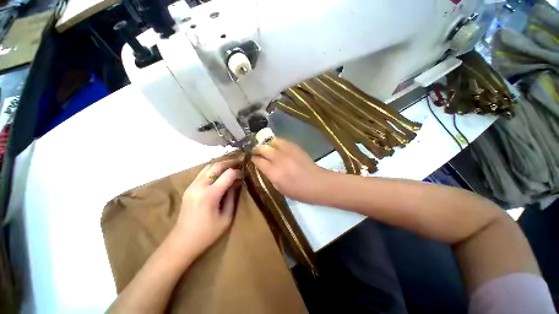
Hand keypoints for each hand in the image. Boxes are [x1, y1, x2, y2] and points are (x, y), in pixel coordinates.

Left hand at [174, 159, 241, 256]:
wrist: (182, 242)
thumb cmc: (207, 233)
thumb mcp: (227, 218)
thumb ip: (232, 197)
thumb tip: (236, 183)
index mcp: (210, 195)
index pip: (228, 174)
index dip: (238, 172)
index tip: (244, 175)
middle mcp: (199, 187)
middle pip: (216, 166)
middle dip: (230, 162)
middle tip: (240, 161)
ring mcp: (192, 186)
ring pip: (208, 167)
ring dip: (221, 164)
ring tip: (231, 165)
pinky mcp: (189, 188)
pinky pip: (203, 173)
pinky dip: (213, 169)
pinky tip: (220, 173)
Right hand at [252, 138, 330, 203]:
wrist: (318, 183)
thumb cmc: (299, 191)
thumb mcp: (280, 188)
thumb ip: (270, 176)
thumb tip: (263, 166)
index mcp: (275, 173)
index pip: (258, 161)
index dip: (253, 159)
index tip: (252, 159)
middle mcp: (279, 159)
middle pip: (262, 148)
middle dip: (256, 149)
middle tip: (255, 152)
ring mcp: (288, 151)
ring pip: (271, 141)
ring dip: (266, 144)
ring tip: (265, 147)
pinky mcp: (295, 147)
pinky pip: (281, 141)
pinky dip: (276, 142)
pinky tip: (276, 147)